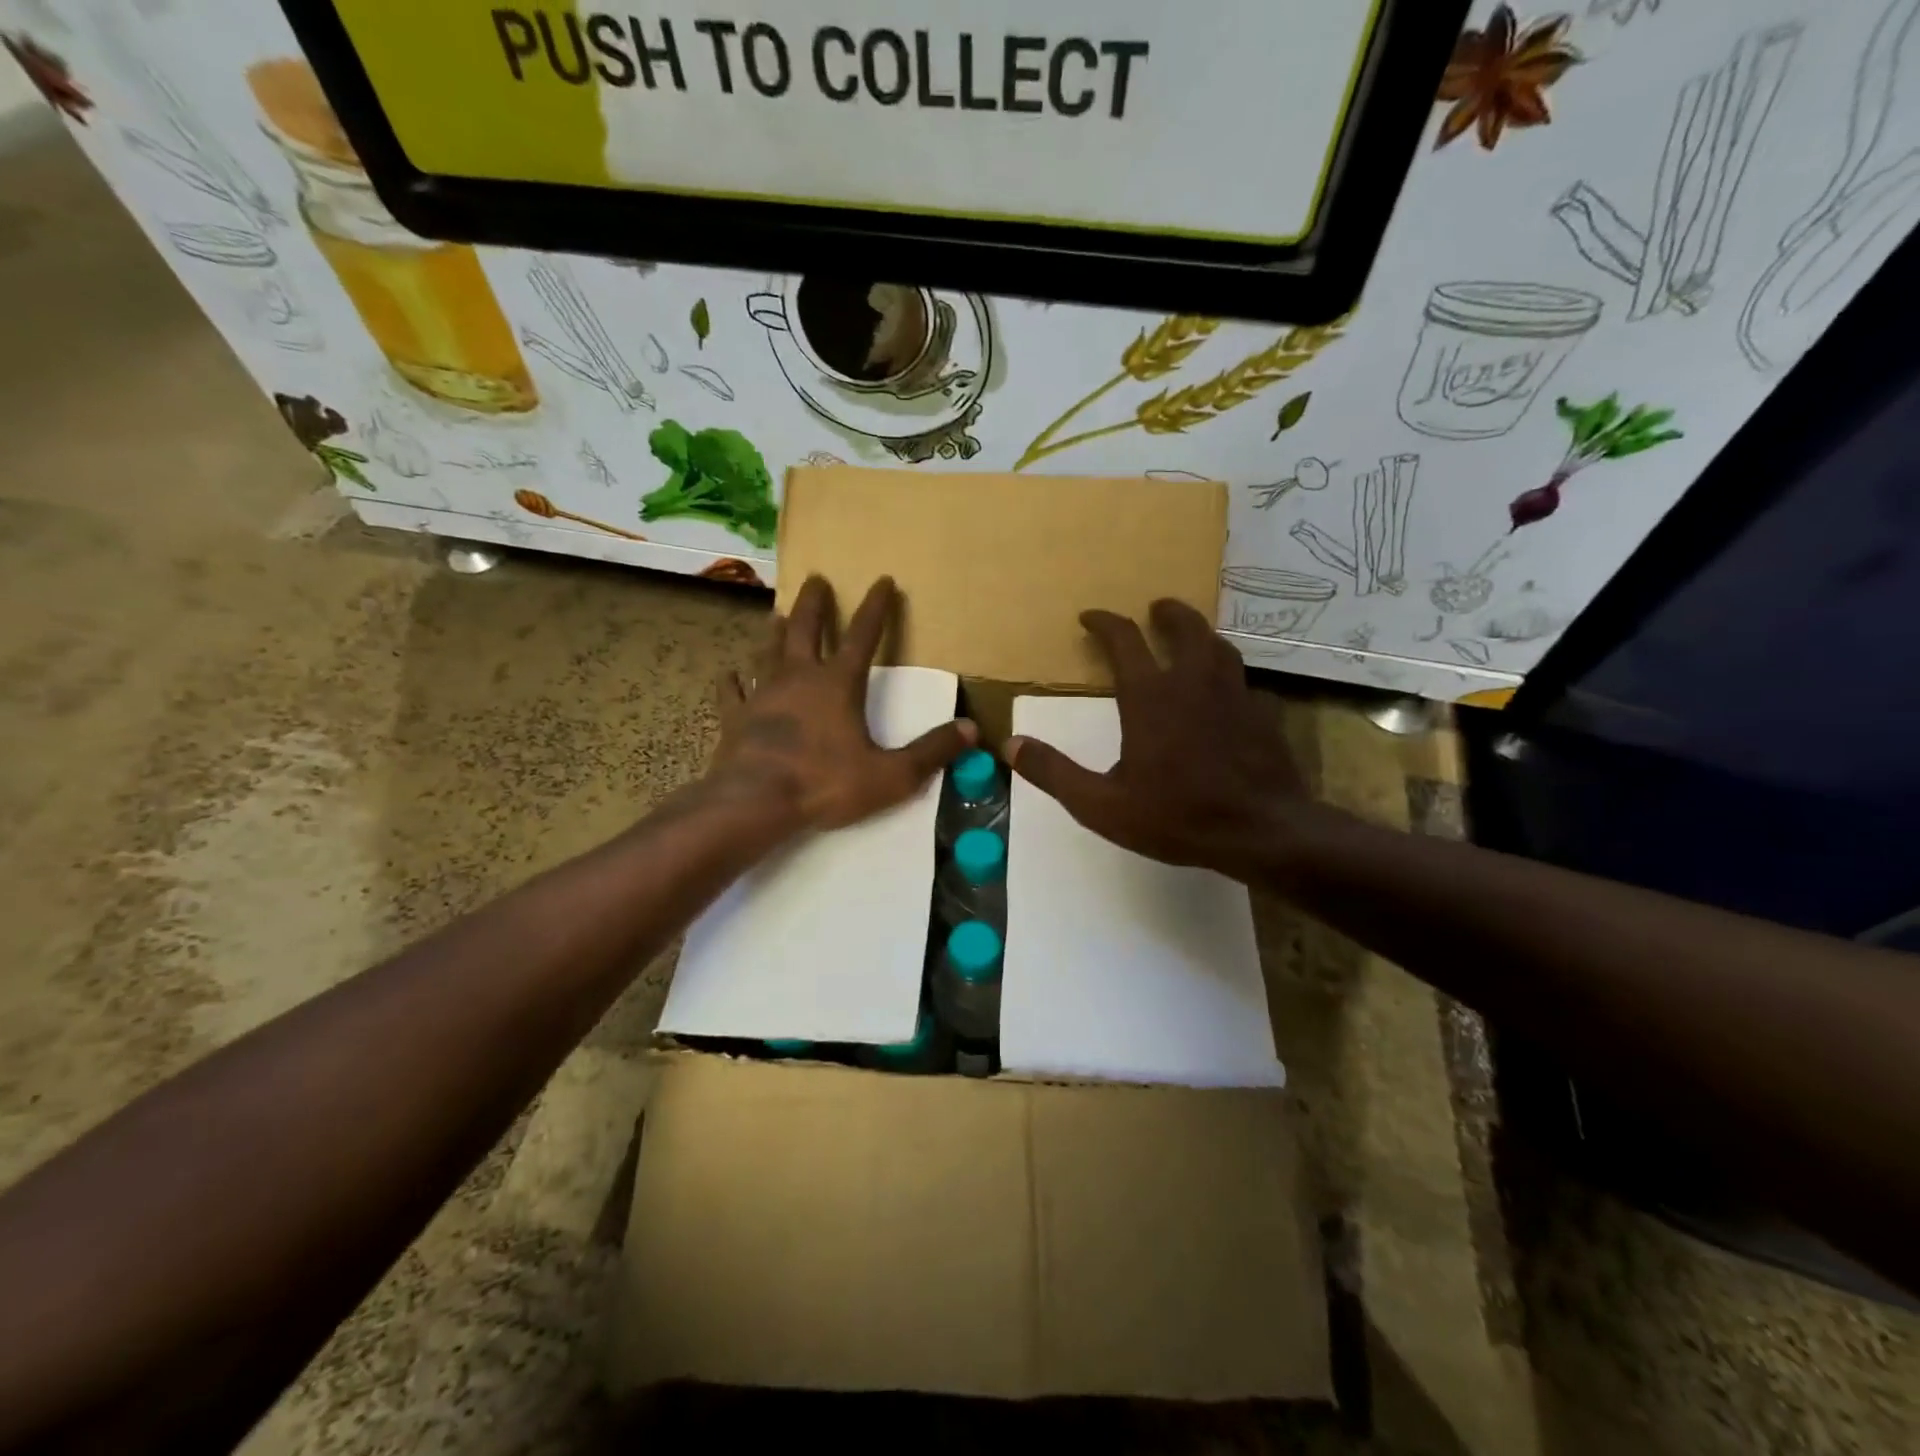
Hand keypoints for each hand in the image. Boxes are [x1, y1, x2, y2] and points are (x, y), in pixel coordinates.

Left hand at [710, 575, 976, 831]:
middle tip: (817, 579)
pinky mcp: (736, 717)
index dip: (876, 607)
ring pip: (769, 652)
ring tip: (778, 615)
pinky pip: (733, 692)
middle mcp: (799, 678)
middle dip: (816, 604)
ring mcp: (762, 694)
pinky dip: (732, 681)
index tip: (883, 580)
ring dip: (776, 632)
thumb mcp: (891, 774)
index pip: (864, 636)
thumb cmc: (824, 783)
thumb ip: (931, 752)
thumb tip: (971, 730)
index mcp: (838, 684)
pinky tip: (728, 673)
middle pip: (806, 629)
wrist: (755, 802)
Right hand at [1005, 600, 1305, 879]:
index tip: (1089, 617)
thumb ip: (1054, 772)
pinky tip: (1224, 690)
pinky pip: (1241, 678)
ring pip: (1219, 646)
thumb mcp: (1101, 804)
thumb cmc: (1176, 816)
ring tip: (1191, 637)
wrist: (1261, 832)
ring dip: (1200, 634)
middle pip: (1184, 626)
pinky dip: (1225, 672)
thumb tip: (1011, 745)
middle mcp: (1193, 682)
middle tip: (1155, 608)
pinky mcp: (1262, 714)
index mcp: (1150, 696)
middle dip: (1167, 612)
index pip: (1123, 640)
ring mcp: (1234, 694)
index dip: (1104, 623)